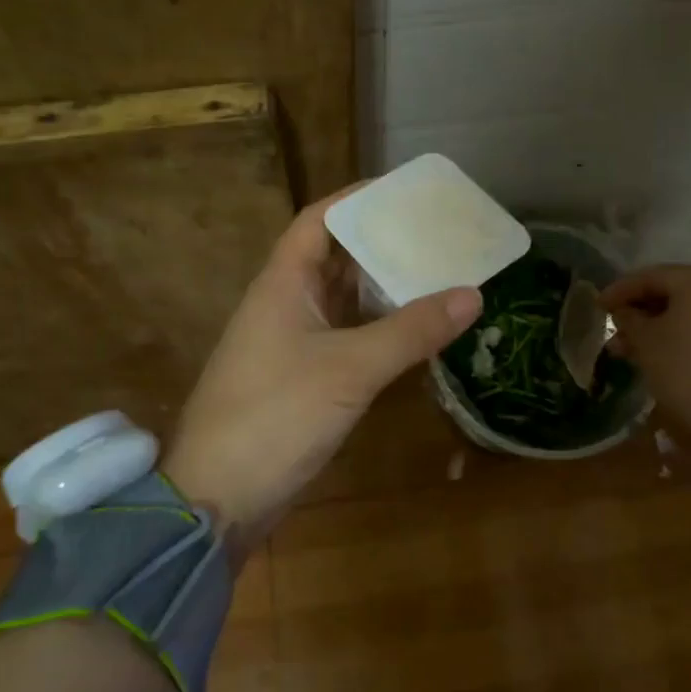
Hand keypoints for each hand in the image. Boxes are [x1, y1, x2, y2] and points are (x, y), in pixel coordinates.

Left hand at [162, 186, 482, 554]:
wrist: (217, 500)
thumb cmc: (276, 416)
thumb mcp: (350, 368)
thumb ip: (411, 331)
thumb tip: (473, 293)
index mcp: (283, 283)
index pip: (319, 220)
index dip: (357, 198)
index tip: (405, 191)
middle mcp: (286, 303)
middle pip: (336, 256)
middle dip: (383, 241)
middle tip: (437, 232)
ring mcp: (292, 342)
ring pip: (344, 299)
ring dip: (384, 286)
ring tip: (439, 271)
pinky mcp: (303, 378)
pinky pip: (348, 336)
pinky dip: (380, 327)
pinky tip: (418, 328)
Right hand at [600, 265, 690, 436]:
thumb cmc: (686, 367)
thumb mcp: (646, 341)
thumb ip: (628, 319)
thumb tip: (623, 311)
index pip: (648, 276)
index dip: (619, 291)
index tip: (598, 307)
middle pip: (671, 292)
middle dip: (638, 312)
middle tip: (614, 331)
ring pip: (687, 311)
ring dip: (657, 326)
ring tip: (630, 349)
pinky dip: (679, 334)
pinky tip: (659, 352)